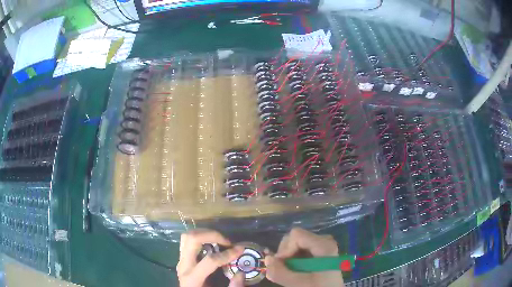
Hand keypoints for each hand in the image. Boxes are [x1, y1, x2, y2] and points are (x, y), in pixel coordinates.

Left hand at [177, 229, 244, 286]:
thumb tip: (241, 273)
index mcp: (192, 277)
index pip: (210, 260)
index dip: (227, 254)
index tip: (240, 250)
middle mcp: (184, 265)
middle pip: (192, 239)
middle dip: (212, 235)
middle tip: (227, 242)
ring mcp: (181, 260)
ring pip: (188, 236)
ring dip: (205, 233)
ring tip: (219, 240)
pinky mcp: (182, 258)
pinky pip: (187, 240)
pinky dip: (200, 237)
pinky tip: (211, 244)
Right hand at [264, 228, 344, 286]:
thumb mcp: (299, 283)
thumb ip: (280, 272)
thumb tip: (267, 258)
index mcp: (324, 245)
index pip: (296, 235)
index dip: (285, 249)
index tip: (282, 264)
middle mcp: (324, 240)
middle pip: (296, 237)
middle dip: (286, 253)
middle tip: (284, 269)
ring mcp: (323, 245)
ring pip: (296, 244)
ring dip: (288, 257)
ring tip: (289, 271)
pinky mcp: (320, 252)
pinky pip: (301, 249)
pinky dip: (294, 259)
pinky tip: (295, 270)